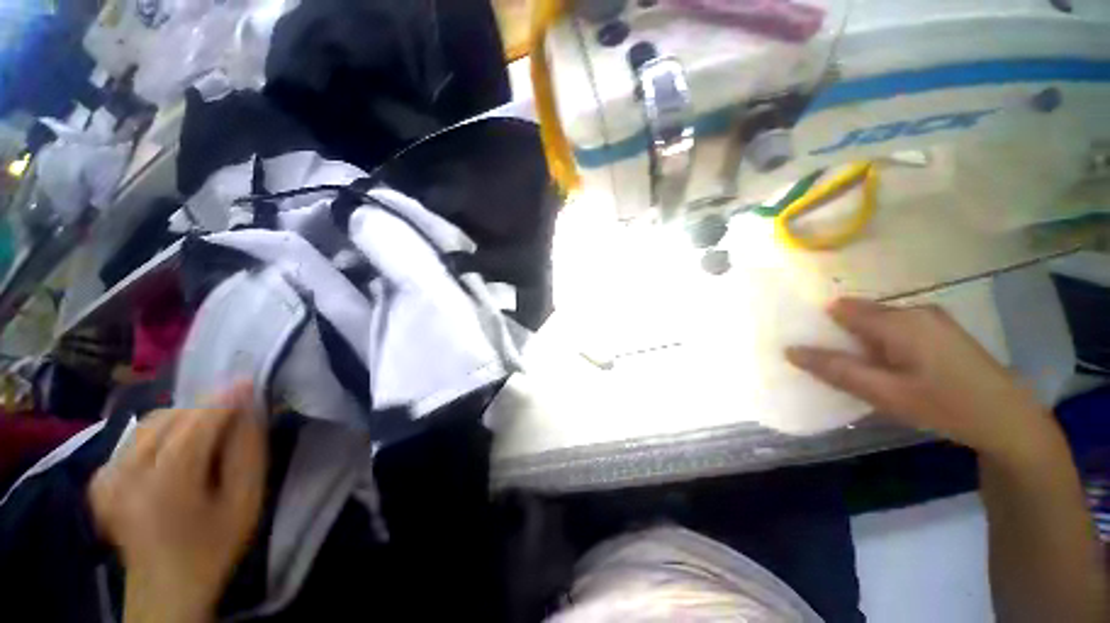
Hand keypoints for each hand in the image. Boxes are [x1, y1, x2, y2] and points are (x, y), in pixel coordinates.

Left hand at [89, 384, 266, 622]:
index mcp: (165, 485)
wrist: (166, 588)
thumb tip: (249, 408)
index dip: (223, 399)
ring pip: (150, 423)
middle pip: (169, 419)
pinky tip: (175, 450)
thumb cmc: (214, 545)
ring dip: (183, 419)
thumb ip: (248, 451)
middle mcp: (126, 474)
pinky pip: (135, 438)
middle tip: (233, 413)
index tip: (247, 381)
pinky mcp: (100, 478)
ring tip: (207, 432)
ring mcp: (106, 476)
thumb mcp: (246, 501)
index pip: (196, 424)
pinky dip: (161, 433)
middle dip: (204, 409)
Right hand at [786, 298, 1055, 460]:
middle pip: (858, 313)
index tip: (802, 342)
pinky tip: (883, 367)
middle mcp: (913, 310)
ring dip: (858, 340)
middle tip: (826, 362)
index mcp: (898, 320)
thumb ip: (836, 370)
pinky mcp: (939, 330)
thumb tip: (790, 350)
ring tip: (853, 368)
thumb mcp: (885, 393)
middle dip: (836, 333)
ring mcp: (930, 318)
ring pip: (876, 322)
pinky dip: (878, 343)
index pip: (839, 309)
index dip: (816, 322)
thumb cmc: (945, 405)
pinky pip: (894, 328)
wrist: (1009, 420)